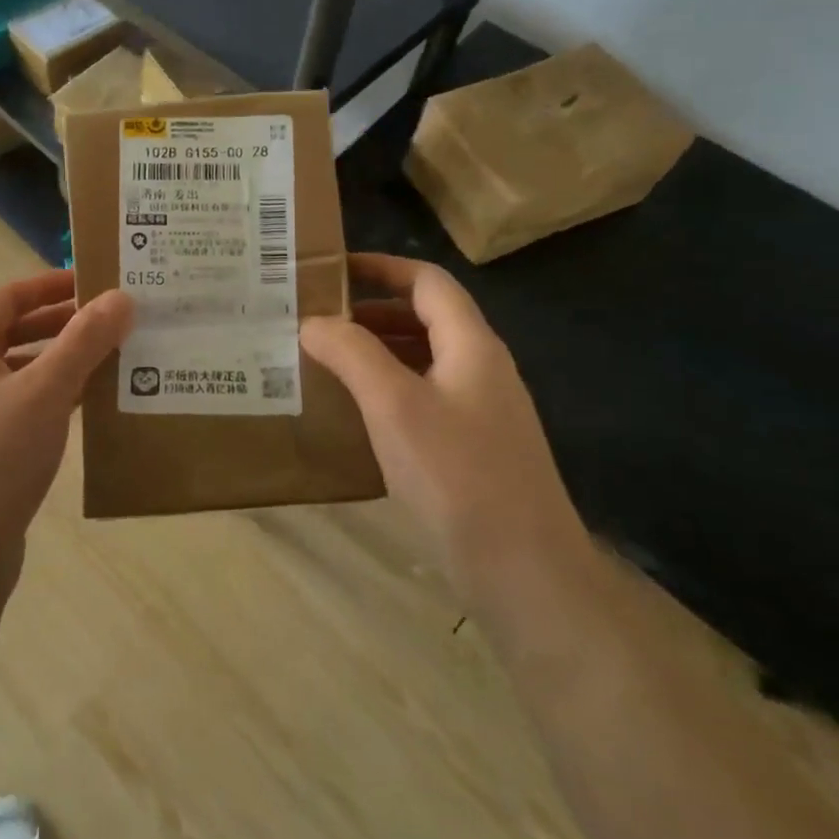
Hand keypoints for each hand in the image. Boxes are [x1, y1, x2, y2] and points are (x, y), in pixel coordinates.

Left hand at [0, 270, 131, 571]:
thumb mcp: (45, 390)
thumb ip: (84, 341)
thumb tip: (121, 297)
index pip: (9, 297)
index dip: (51, 284)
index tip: (96, 283)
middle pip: (16, 333)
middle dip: (63, 324)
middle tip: (113, 321)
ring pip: (24, 372)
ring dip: (64, 363)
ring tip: (113, 360)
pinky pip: (27, 408)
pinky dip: (57, 399)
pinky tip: (91, 406)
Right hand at [303, 253, 591, 608]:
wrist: (524, 571)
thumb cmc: (457, 475)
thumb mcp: (394, 405)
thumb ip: (352, 354)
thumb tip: (314, 321)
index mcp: (472, 345)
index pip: (427, 282)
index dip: (382, 267)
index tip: (333, 270)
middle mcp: (482, 368)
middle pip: (426, 317)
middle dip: (372, 311)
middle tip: (317, 318)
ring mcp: (481, 411)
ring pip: (424, 359)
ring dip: (377, 350)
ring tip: (326, 359)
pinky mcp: (473, 448)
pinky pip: (425, 397)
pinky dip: (388, 388)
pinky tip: (357, 412)